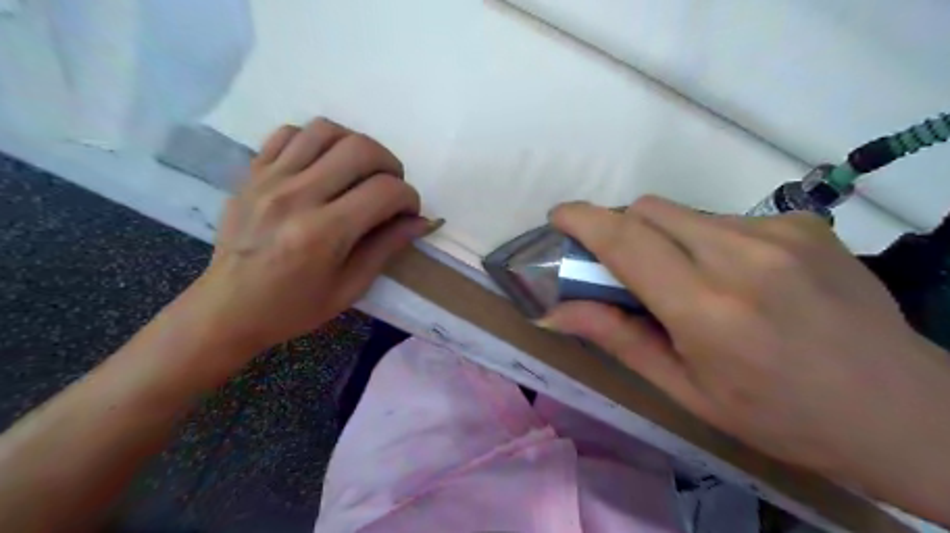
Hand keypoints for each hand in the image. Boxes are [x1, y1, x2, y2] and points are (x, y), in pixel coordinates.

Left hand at [189, 118, 432, 353]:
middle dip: (391, 165)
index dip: (409, 198)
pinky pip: (289, 133)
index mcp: (324, 233)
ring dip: (356, 146)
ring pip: (326, 130)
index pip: (385, 191)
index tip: (409, 213)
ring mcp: (269, 179)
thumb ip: (387, 247)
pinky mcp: (251, 173)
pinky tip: (323, 165)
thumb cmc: (294, 307)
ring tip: (360, 172)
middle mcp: (296, 196)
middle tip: (390, 188)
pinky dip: (316, 141)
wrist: (228, 309)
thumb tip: (422, 221)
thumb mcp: (351, 287)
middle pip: (360, 149)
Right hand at [546, 197, 949, 517]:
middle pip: (649, 210)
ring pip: (684, 213)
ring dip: (664, 238)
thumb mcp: (686, 391)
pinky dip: (706, 240)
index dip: (583, 220)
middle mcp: (742, 256)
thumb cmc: (780, 416)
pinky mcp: (804, 224)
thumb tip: (556, 312)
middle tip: (623, 268)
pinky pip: (725, 219)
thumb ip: (619, 339)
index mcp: (708, 309)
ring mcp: (780, 233)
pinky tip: (735, 278)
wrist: (903, 410)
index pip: (626, 240)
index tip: (558, 217)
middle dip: (621, 229)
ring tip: (686, 282)